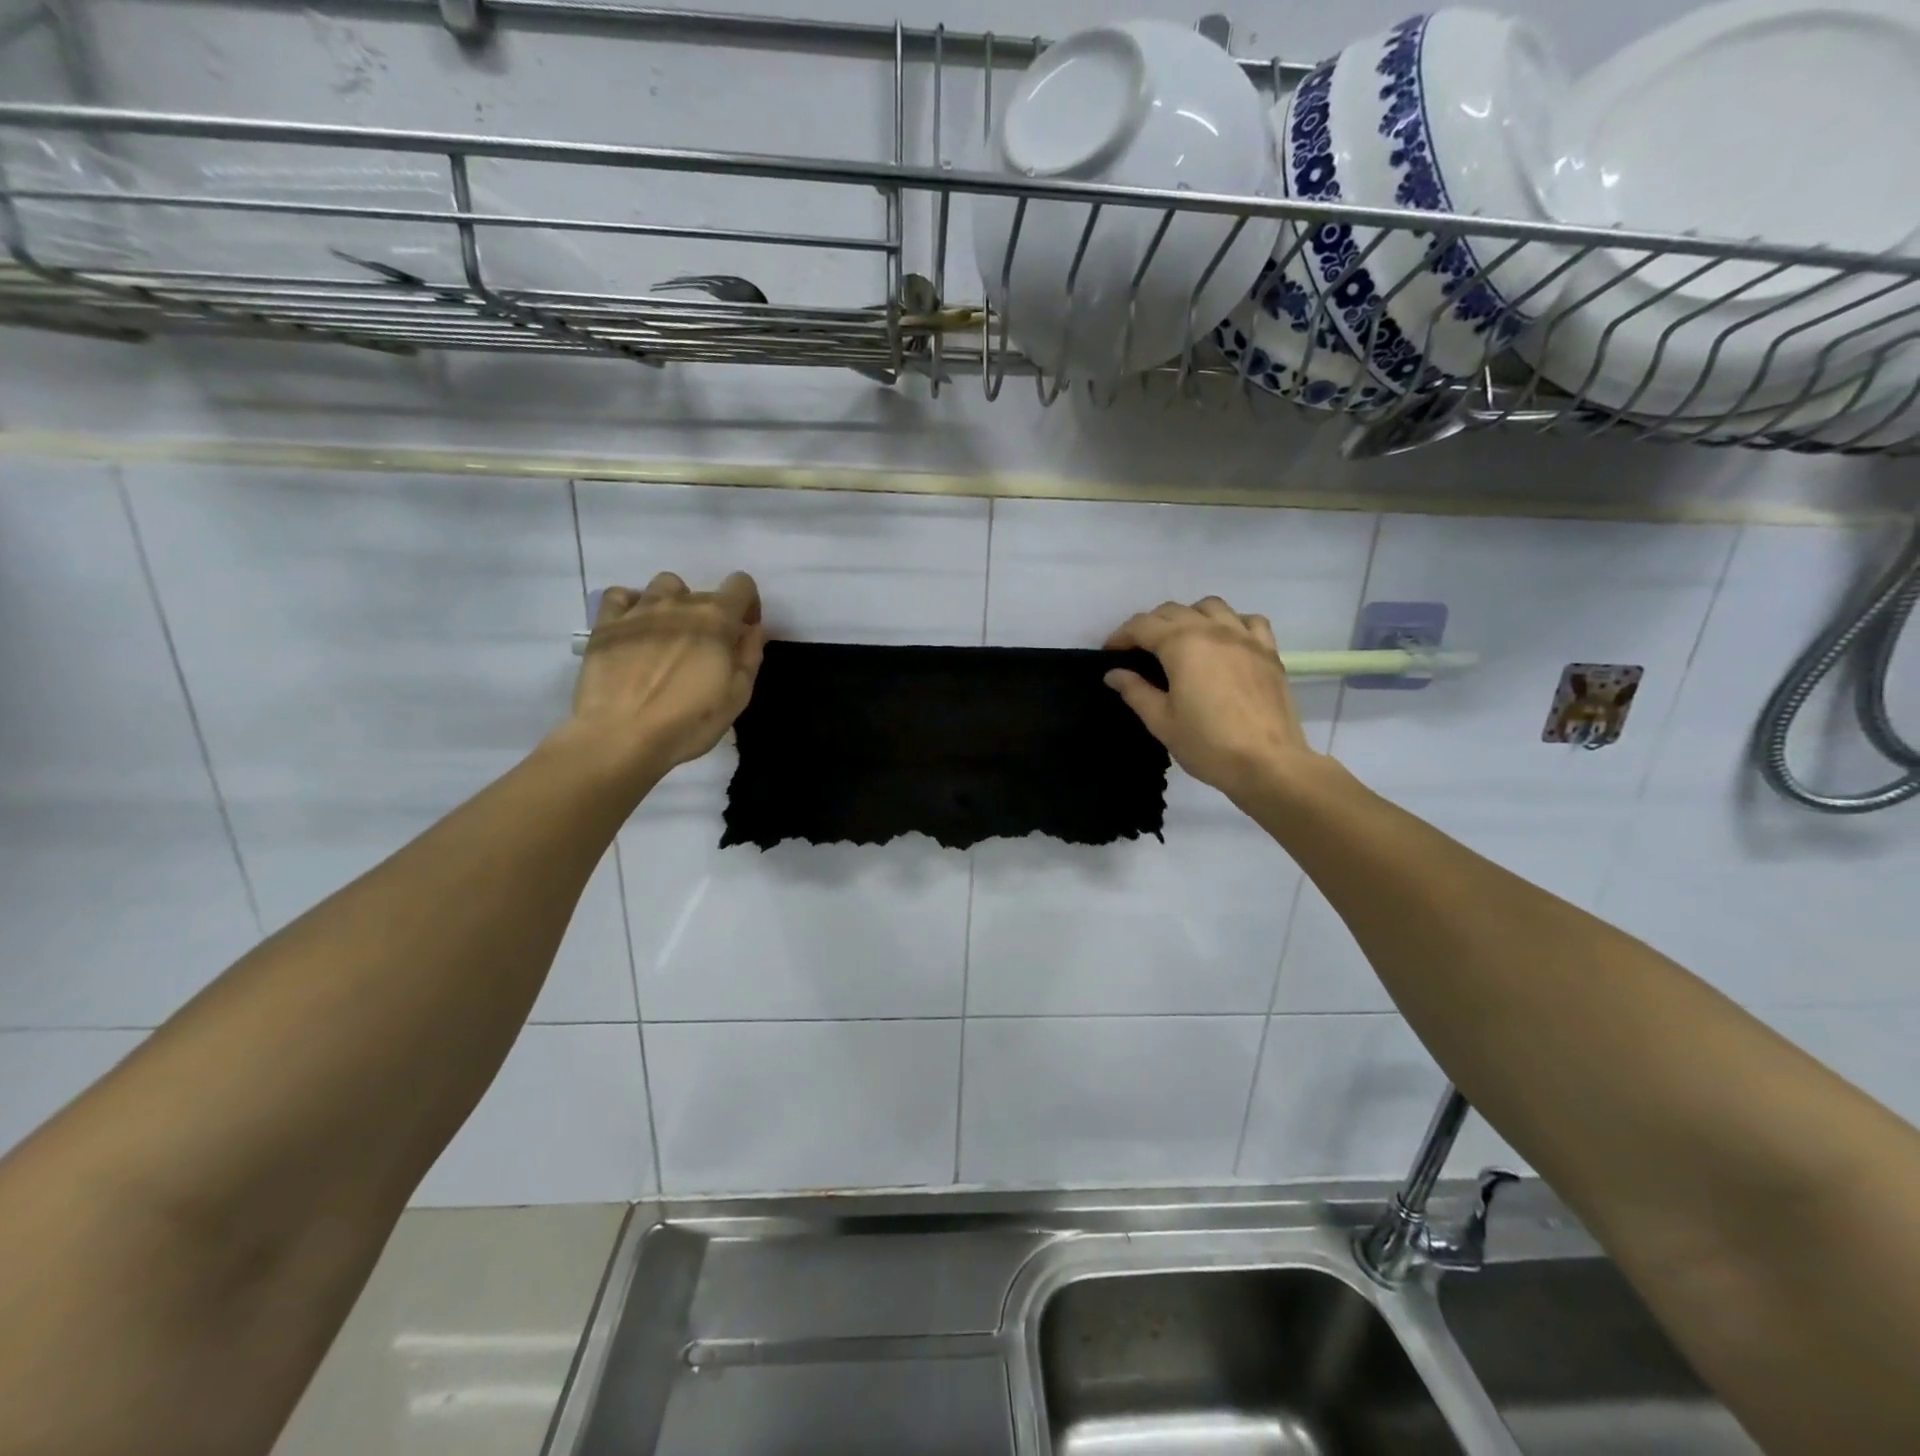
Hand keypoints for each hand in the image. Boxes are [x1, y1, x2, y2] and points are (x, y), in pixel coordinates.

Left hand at [566, 571, 766, 781]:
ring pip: (664, 585)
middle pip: (704, 592)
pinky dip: (631, 604)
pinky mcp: (606, 623)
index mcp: (716, 618)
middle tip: (705, 651)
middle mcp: (679, 603)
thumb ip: (749, 655)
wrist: (621, 736)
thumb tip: (752, 630)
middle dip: (712, 616)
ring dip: (674, 603)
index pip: (741, 585)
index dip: (748, 605)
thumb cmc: (689, 721)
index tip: (743, 631)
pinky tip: (634, 627)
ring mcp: (639, 610)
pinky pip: (620, 595)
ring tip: (670, 634)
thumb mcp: (737, 696)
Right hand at [1105, 596, 1320, 802]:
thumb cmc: (1207, 744)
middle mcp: (1213, 630)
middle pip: (1173, 611)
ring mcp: (1245, 638)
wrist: (1268, 763)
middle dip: (1150, 625)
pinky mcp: (1269, 651)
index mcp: (1182, 644)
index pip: (1142, 626)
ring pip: (1211, 607)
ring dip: (1189, 616)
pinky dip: (1232, 623)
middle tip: (1139, 650)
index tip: (1110, 653)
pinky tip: (1226, 642)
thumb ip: (1135, 691)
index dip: (1121, 636)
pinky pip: (1249, 621)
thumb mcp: (1161, 722)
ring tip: (1182, 640)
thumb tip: (1113, 673)